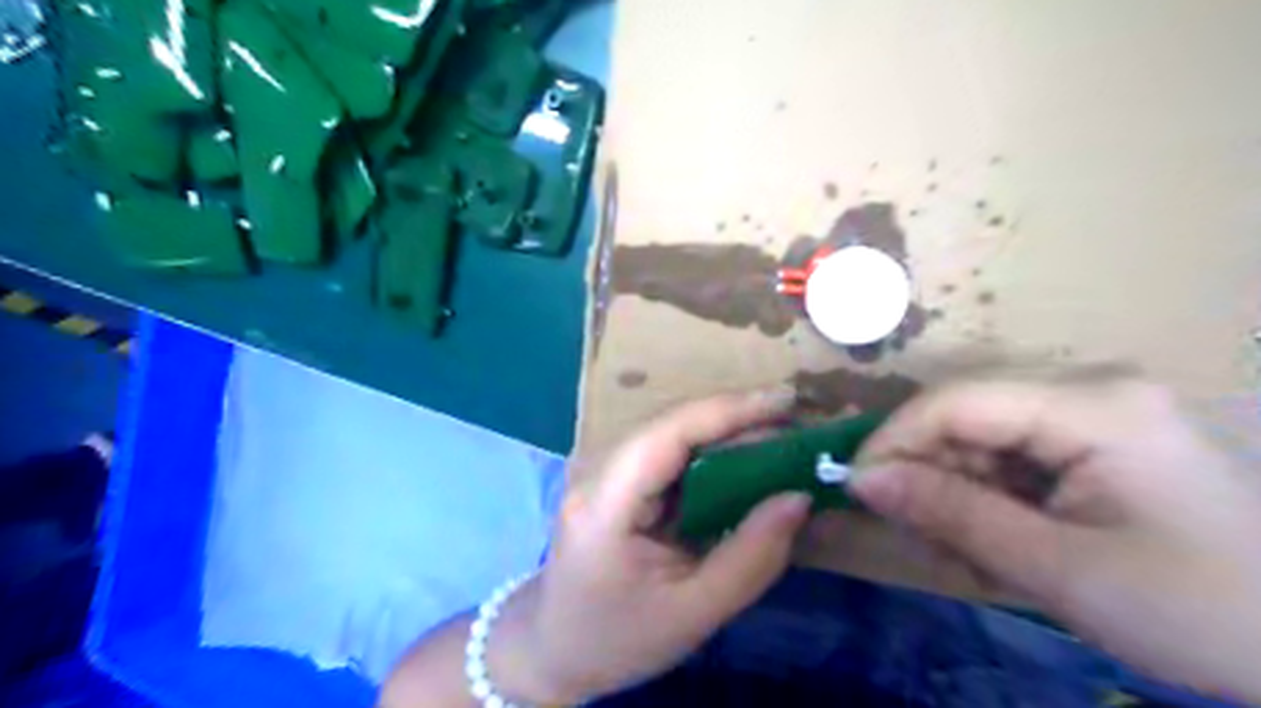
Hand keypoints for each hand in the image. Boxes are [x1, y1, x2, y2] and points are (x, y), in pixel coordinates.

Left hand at [498, 389, 811, 705]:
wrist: (554, 648)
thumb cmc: (617, 639)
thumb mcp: (693, 613)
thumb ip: (751, 557)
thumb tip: (798, 499)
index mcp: (604, 503)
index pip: (667, 435)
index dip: (728, 410)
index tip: (786, 400)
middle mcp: (597, 471)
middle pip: (671, 425)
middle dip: (736, 419)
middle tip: (797, 424)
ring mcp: (602, 471)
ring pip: (671, 434)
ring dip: (726, 433)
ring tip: (782, 439)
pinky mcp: (614, 480)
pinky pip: (668, 455)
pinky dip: (710, 454)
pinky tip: (745, 462)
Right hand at [851, 376, 1260, 701]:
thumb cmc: (1197, 613)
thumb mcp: (1059, 568)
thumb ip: (952, 515)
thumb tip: (862, 480)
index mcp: (1093, 405)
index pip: (956, 401)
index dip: (894, 440)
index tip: (857, 488)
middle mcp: (1088, 387)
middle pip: (964, 413)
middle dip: (927, 471)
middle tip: (911, 530)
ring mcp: (1092, 408)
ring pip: (978, 433)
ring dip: (954, 488)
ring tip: (961, 548)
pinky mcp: (1091, 434)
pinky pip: (1006, 450)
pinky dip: (984, 494)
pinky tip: (994, 536)